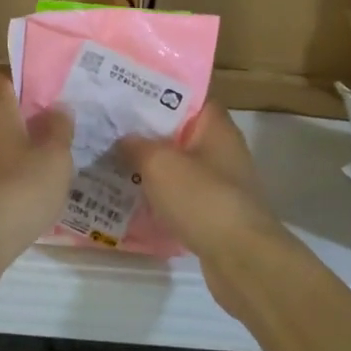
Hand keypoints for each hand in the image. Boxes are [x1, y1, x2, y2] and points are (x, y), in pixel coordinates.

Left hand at [0, 72, 73, 257]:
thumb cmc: (19, 188)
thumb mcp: (55, 157)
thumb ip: (59, 128)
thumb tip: (58, 108)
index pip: (1, 76)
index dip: (24, 79)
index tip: (50, 90)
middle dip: (26, 118)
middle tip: (59, 127)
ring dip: (17, 149)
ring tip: (50, 162)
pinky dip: (7, 175)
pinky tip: (30, 192)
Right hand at [122, 105, 296, 314]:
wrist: (241, 258)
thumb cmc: (202, 198)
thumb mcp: (159, 163)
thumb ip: (137, 145)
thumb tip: (124, 138)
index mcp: (216, 127)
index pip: (189, 97)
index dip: (159, 92)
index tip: (127, 94)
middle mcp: (222, 150)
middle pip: (180, 132)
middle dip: (148, 132)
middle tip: (110, 129)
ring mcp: (221, 183)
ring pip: (179, 166)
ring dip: (152, 167)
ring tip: (113, 162)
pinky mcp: (215, 213)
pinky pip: (182, 196)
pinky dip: (161, 196)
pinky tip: (133, 199)